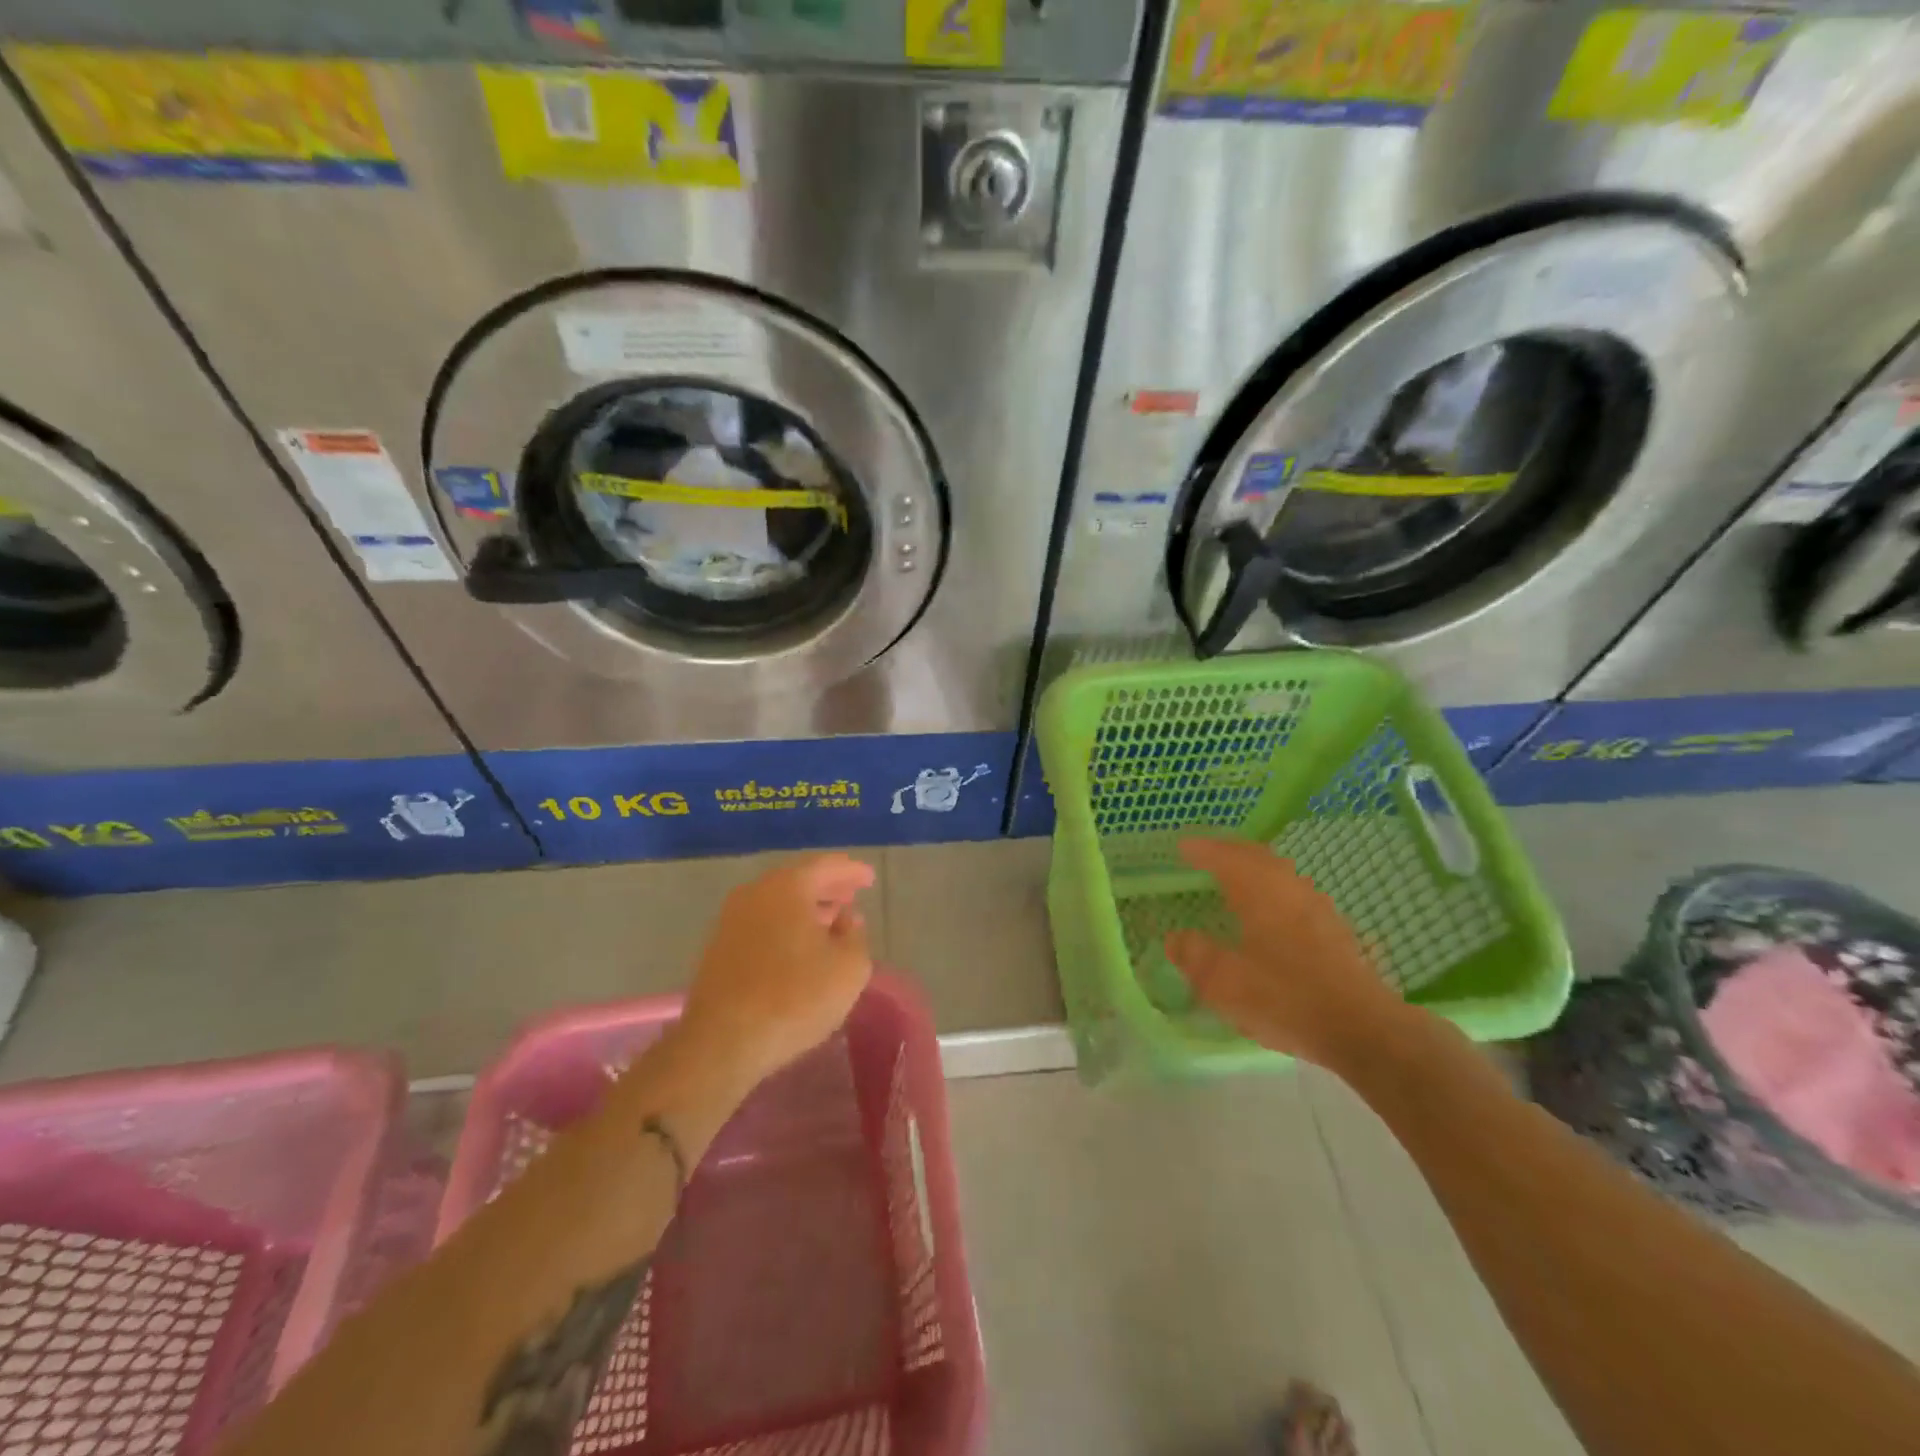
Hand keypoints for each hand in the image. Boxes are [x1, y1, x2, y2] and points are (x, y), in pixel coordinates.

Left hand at [676, 853, 875, 1086]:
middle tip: (851, 896)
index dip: (851, 871)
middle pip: (798, 880)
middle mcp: (755, 893)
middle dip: (827, 887)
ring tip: (829, 921)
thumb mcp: (849, 968)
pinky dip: (785, 926)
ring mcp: (731, 920)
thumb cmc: (795, 998)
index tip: (869, 879)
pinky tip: (799, 947)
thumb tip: (846, 920)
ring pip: (777, 903)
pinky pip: (762, 923)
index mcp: (787, 887)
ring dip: (805, 909)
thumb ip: (855, 936)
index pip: (825, 866)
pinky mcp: (718, 948)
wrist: (722, 1042)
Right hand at [1165, 836, 1414, 1069]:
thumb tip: (1175, 938)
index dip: (1202, 850)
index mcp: (1260, 892)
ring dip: (1254, 868)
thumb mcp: (1225, 983)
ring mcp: (1317, 908)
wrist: (1364, 1030)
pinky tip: (1271, 911)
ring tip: (1235, 878)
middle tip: (1206, 854)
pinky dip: (1273, 889)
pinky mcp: (1335, 930)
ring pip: (1280, 873)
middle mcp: (1290, 889)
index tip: (1182, 847)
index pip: (1226, 857)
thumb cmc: (1286, 998)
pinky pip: (1294, 893)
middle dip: (1229, 851)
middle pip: (1257, 856)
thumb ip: (1194, 955)